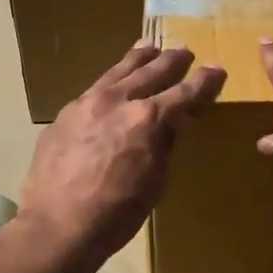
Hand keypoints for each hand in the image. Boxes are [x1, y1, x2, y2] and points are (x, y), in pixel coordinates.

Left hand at [18, 43, 225, 269]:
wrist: (56, 226)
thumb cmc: (116, 214)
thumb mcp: (155, 182)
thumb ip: (165, 144)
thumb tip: (174, 122)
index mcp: (148, 119)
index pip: (185, 93)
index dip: (204, 82)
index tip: (216, 70)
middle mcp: (119, 100)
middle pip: (152, 72)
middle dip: (172, 61)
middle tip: (185, 51)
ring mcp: (88, 102)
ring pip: (119, 71)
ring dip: (139, 58)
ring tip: (150, 46)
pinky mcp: (66, 113)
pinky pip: (95, 87)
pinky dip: (112, 78)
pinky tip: (115, 79)